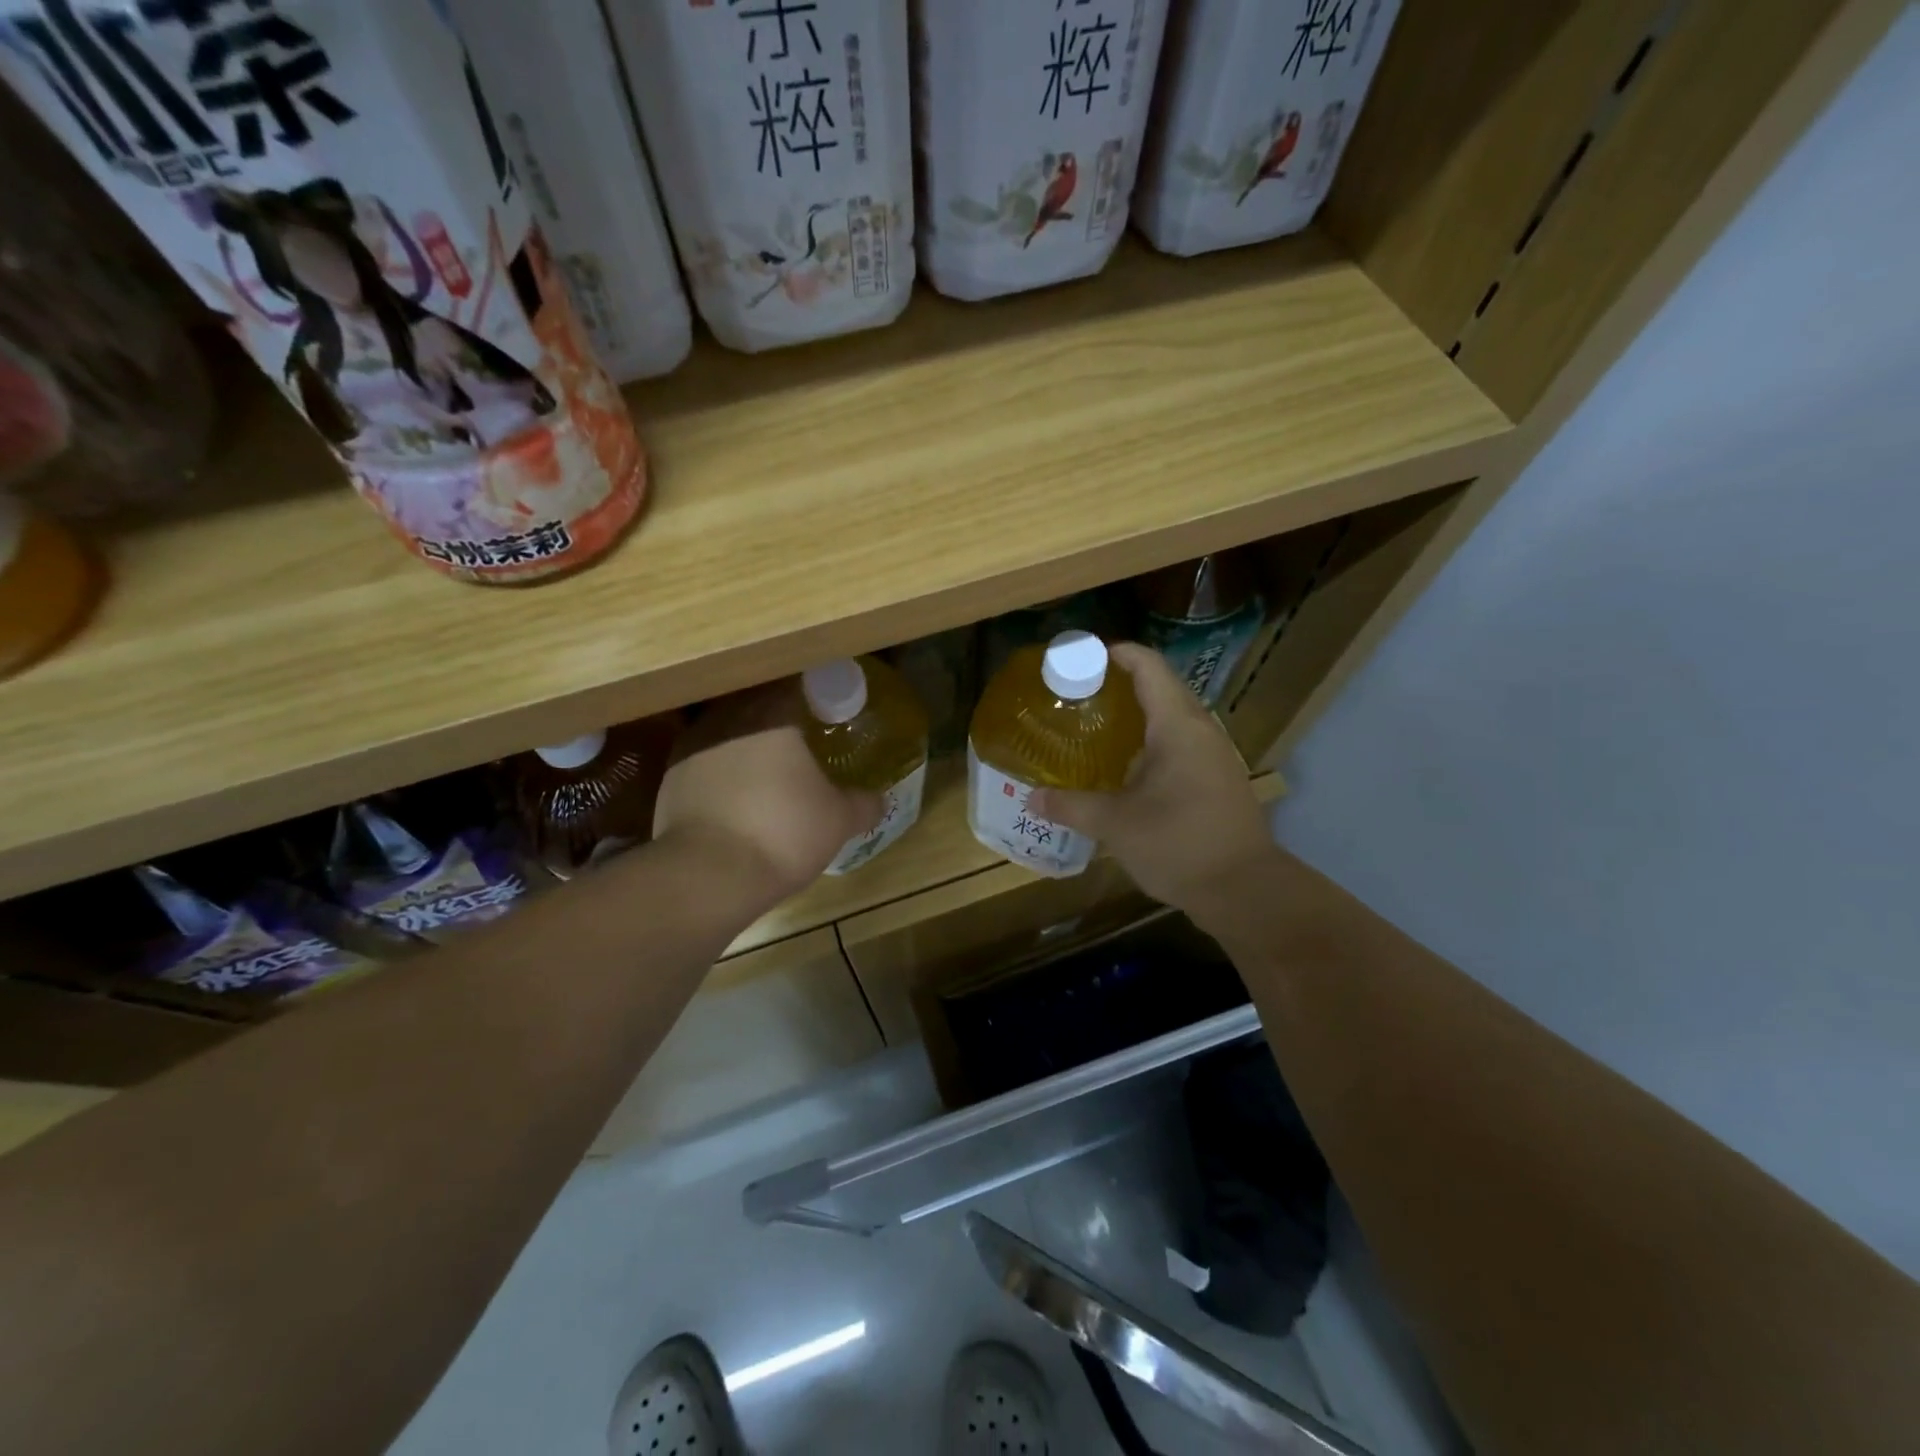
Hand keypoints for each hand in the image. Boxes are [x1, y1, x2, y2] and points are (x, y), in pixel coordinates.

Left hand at [653, 684, 882, 904]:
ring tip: (764, 766)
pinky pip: (703, 761)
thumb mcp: (838, 820)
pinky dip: (719, 770)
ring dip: (743, 741)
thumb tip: (881, 799)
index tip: (821, 705)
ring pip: (724, 729)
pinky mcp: (670, 778)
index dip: (808, 691)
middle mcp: (728, 717)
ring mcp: (692, 746)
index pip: (791, 682)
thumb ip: (862, 804)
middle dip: (773, 715)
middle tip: (796, 735)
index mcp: (772, 714)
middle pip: (754, 701)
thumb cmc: (784, 831)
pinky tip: (735, 795)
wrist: (708, 874)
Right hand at [1029, 643, 1277, 916]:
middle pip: (1161, 688)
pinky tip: (1127, 768)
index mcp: (1178, 726)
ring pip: (1172, 719)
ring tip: (1096, 728)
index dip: (1117, 654)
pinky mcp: (1218, 780)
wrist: (1245, 890)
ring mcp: (1215, 756)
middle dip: (1120, 685)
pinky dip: (1152, 742)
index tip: (1081, 658)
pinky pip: (1181, 744)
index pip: (1149, 667)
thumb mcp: (1116, 825)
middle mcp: (1201, 731)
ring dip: (1137, 716)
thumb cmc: (1179, 844)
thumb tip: (1033, 798)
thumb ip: (1072, 806)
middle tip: (1079, 696)